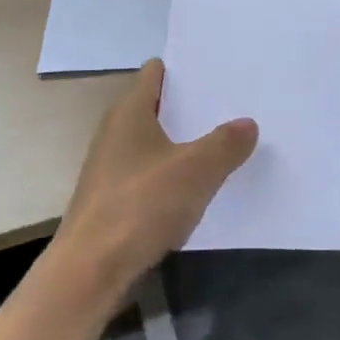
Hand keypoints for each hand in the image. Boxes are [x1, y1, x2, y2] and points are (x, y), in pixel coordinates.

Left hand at [52, 59, 257, 298]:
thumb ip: (226, 143)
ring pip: (157, 142)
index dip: (186, 69)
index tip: (220, 71)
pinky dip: (174, 174)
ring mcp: (112, 167)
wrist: (91, 271)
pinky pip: (152, 173)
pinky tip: (200, 186)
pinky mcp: (115, 199)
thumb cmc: (141, 205)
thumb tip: (248, 123)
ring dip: (186, 142)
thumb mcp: (196, 170)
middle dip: (193, 106)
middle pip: (159, 106)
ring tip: (227, 143)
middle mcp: (116, 132)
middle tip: (235, 105)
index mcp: (130, 112)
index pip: (156, 72)